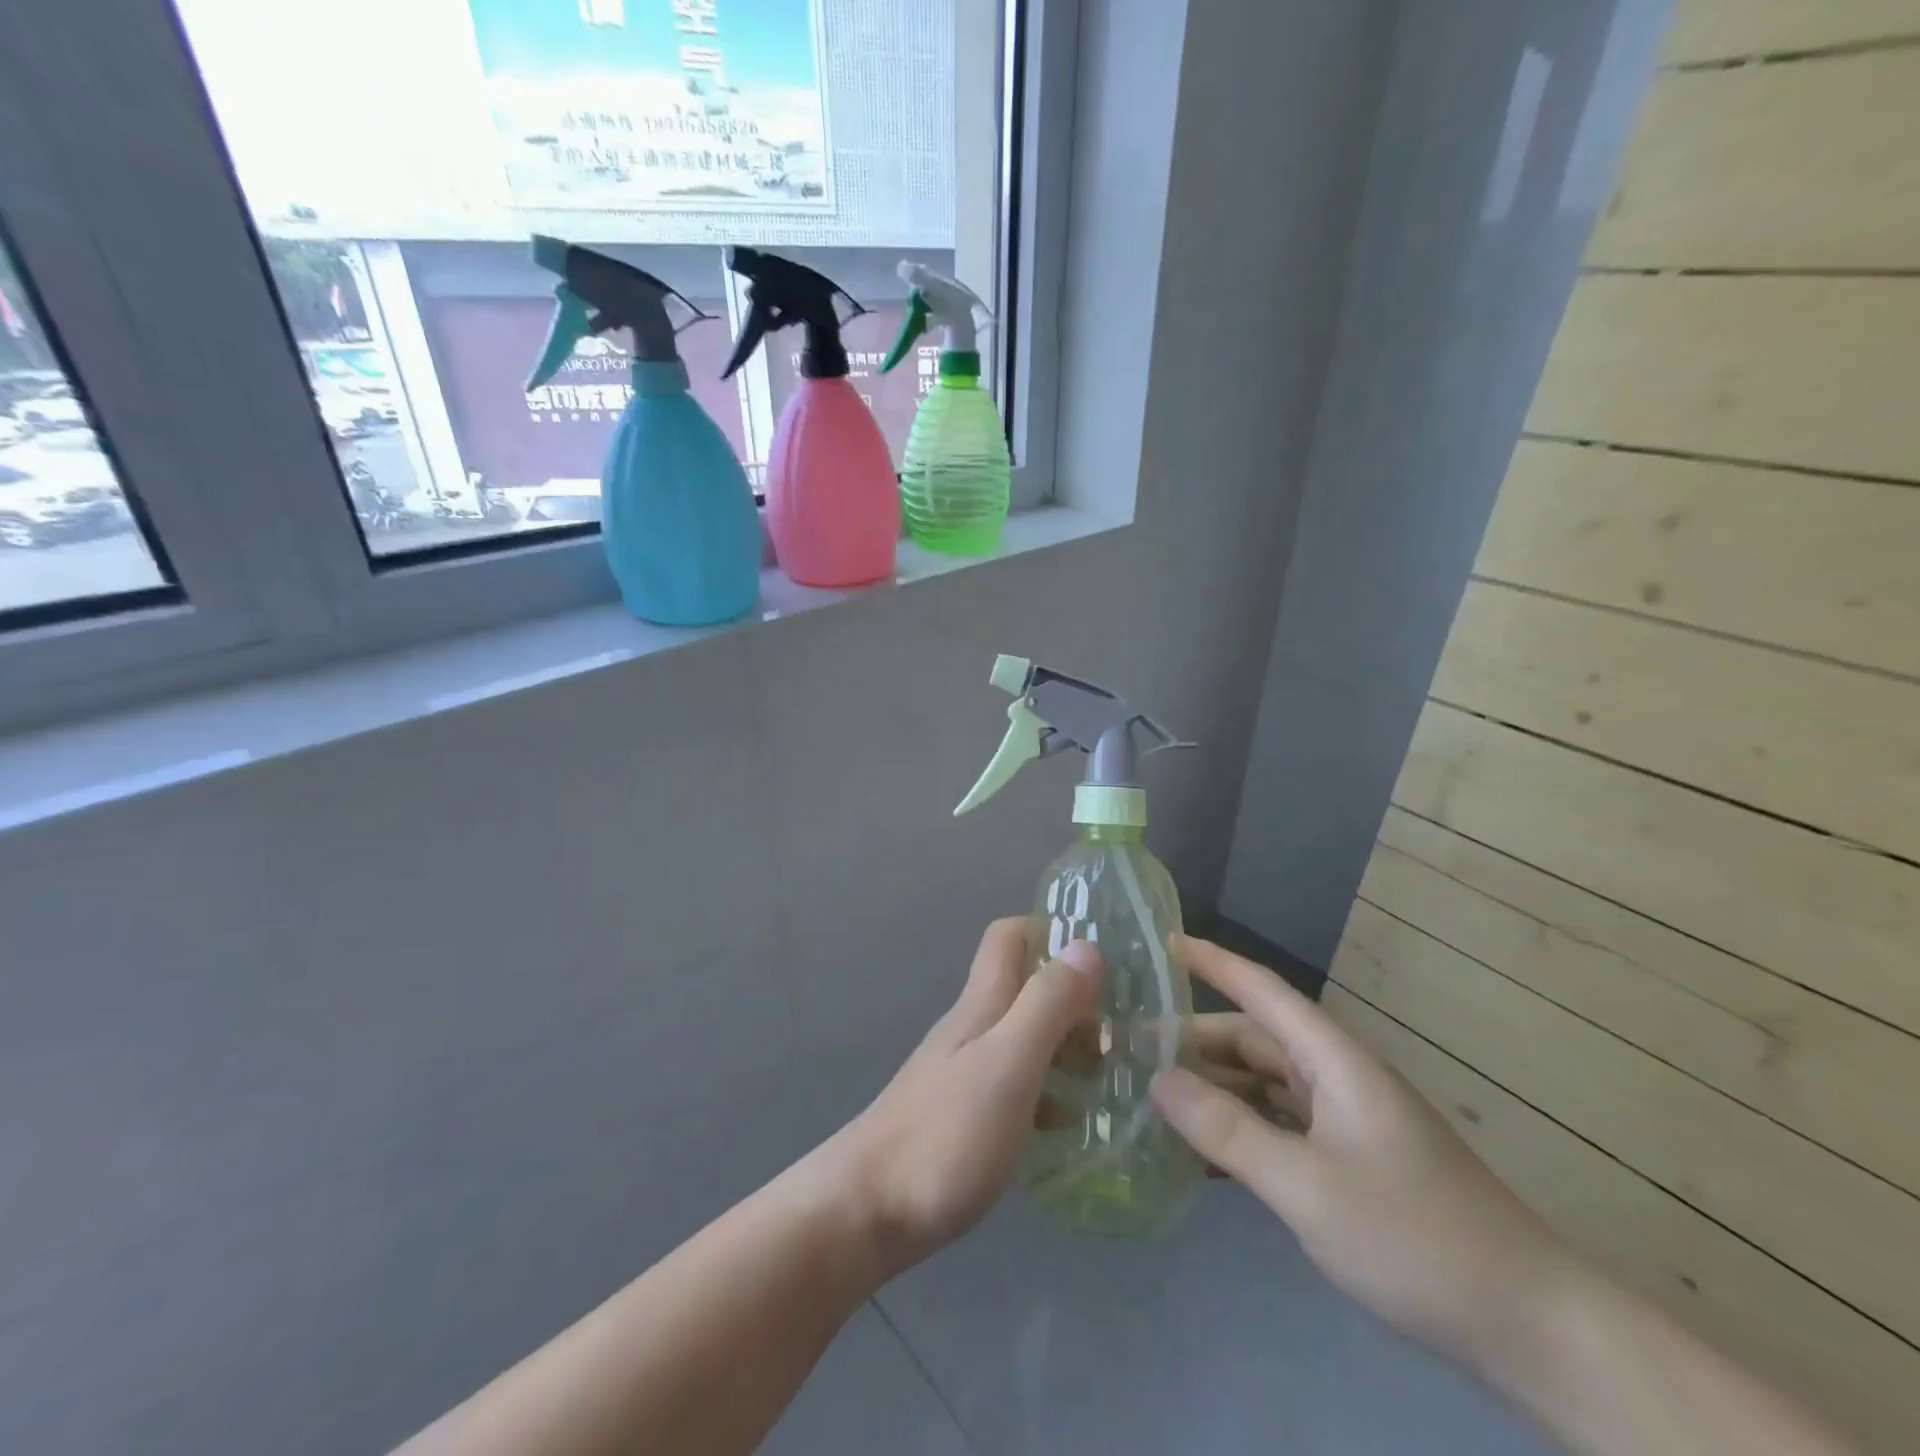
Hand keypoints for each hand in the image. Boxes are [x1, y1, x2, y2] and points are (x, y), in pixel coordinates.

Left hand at [823, 918, 1102, 1276]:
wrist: (867, 1211)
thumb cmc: (945, 1133)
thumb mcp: (1008, 1062)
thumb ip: (1047, 1004)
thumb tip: (1086, 946)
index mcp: (982, 1004)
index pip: (1008, 937)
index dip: (1049, 931)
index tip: (1101, 960)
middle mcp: (972, 1028)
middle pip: (1025, 988)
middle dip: (1073, 999)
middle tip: (1122, 1035)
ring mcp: (964, 1073)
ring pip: (1024, 1038)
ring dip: (1066, 1047)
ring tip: (1111, 1080)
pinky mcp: (963, 1116)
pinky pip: (1017, 1086)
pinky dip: (1049, 1092)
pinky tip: (1071, 1125)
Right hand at [1151, 936, 1580, 1368]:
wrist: (1530, 1325)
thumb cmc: (1415, 1236)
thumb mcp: (1307, 1184)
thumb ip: (1227, 1130)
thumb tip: (1158, 1080)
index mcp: (1334, 1060)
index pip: (1262, 990)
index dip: (1212, 962)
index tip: (1162, 942)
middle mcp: (1336, 1078)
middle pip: (1253, 1039)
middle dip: (1193, 1039)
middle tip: (1129, 1049)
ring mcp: (1345, 1121)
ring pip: (1262, 1085)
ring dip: (1212, 1088)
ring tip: (1151, 1097)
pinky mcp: (1350, 1162)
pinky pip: (1278, 1127)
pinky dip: (1238, 1130)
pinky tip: (1199, 1154)